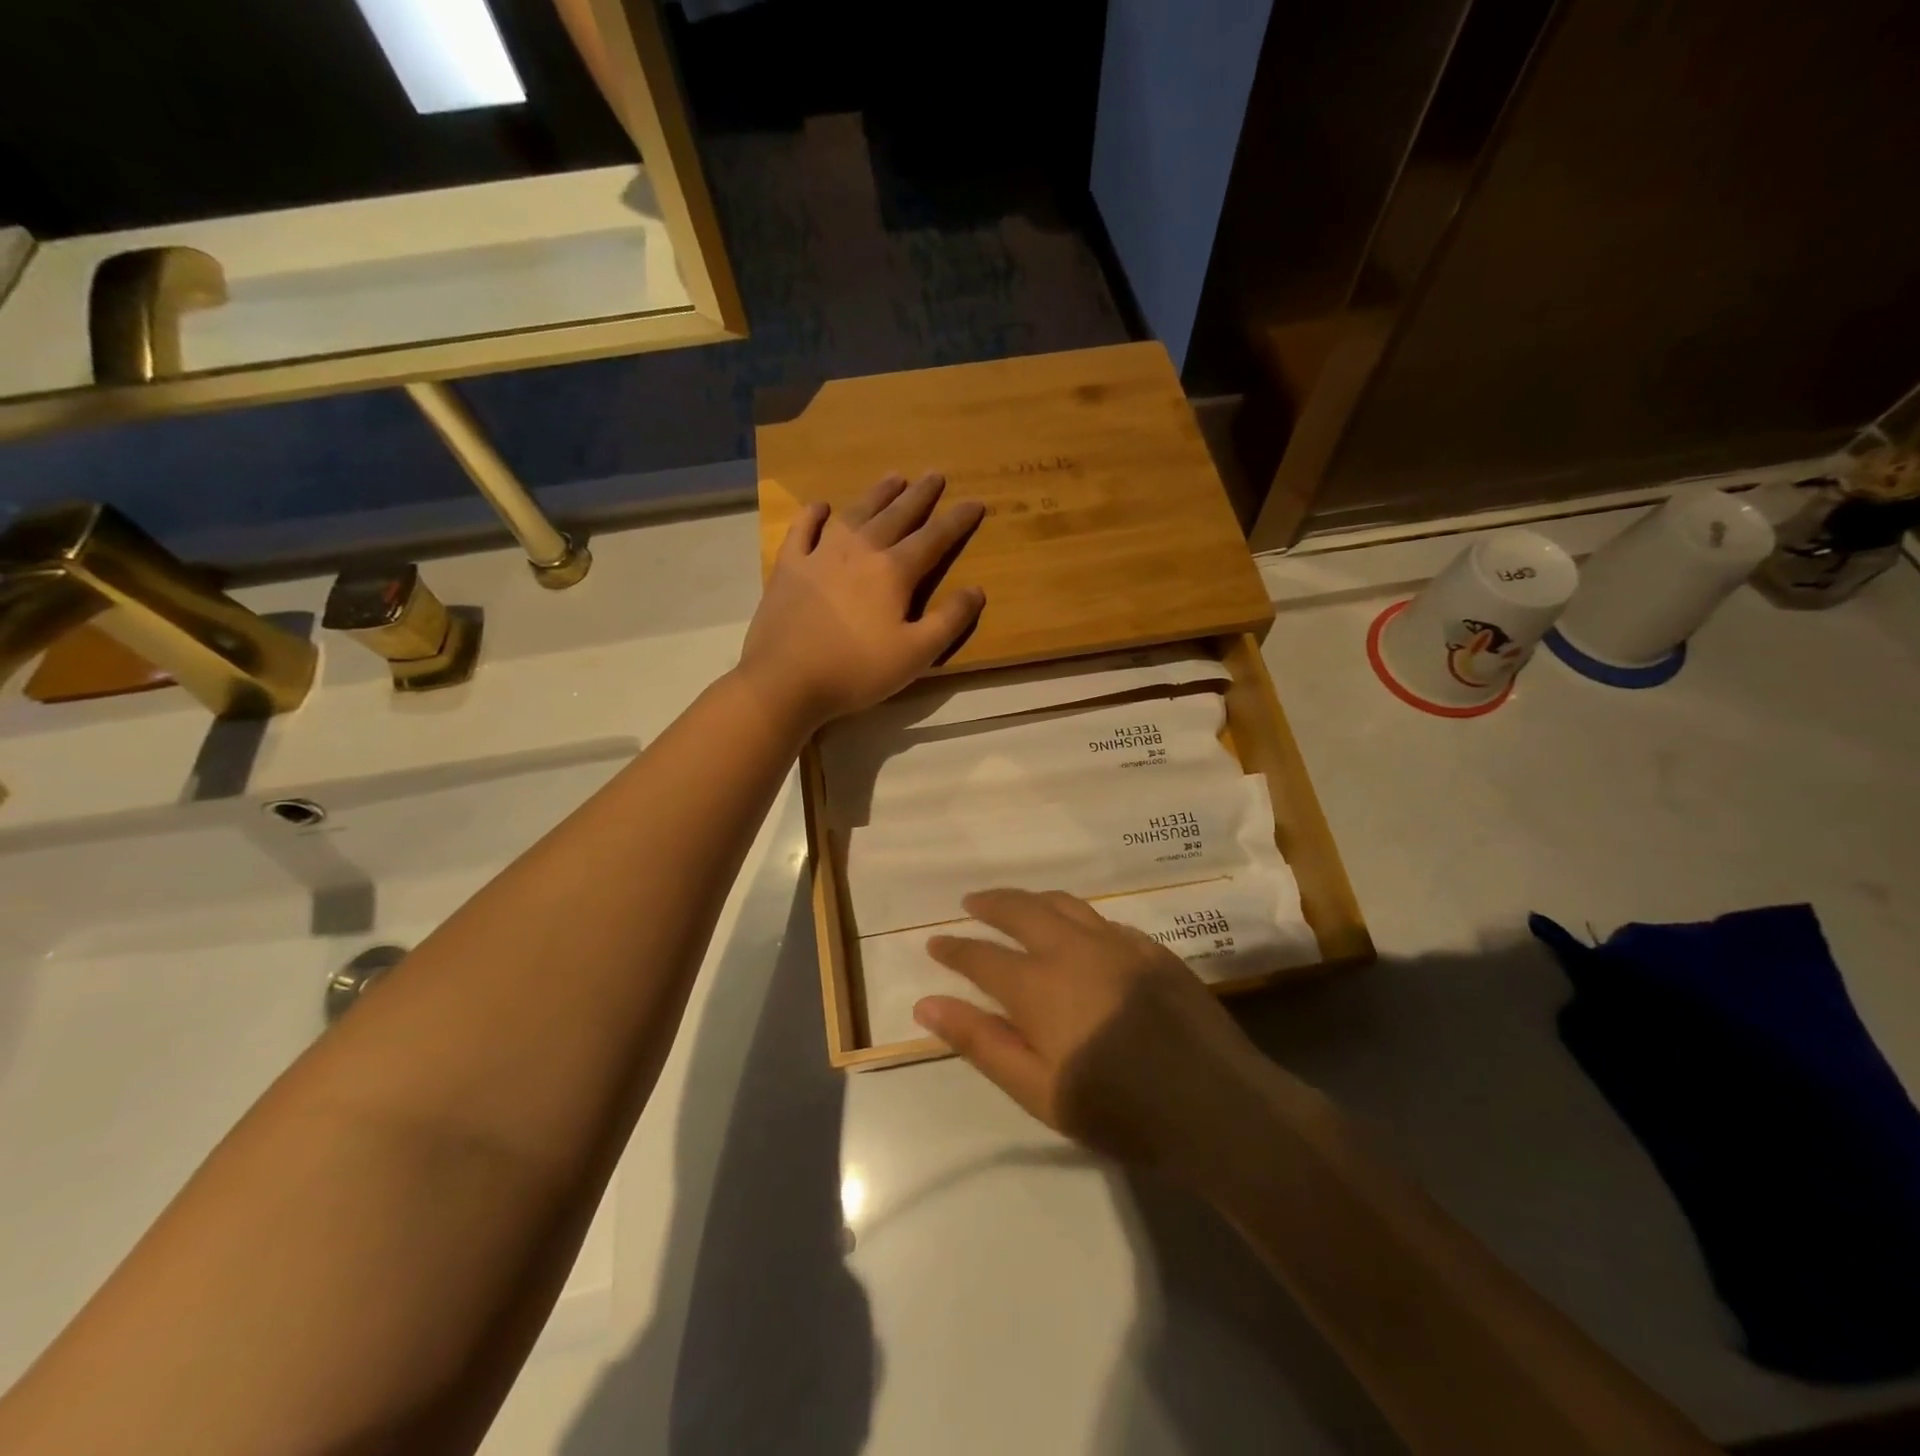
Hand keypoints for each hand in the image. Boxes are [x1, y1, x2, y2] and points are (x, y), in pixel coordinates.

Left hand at [738, 474, 985, 729]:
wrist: (786, 680)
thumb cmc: (857, 670)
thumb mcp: (916, 655)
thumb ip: (950, 621)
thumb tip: (977, 590)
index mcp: (894, 572)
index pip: (934, 538)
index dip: (957, 520)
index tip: (975, 502)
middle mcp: (860, 551)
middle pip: (896, 515)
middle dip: (919, 495)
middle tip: (934, 475)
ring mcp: (820, 554)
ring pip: (855, 513)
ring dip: (877, 494)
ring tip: (893, 478)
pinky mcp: (789, 566)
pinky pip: (802, 529)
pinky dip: (813, 514)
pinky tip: (821, 506)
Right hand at [915, 889, 1270, 1180]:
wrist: (1216, 1105)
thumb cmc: (1119, 1110)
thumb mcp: (1038, 1090)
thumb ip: (981, 1042)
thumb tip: (928, 1003)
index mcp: (1039, 986)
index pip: (982, 957)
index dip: (954, 949)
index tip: (934, 943)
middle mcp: (1074, 949)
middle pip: (1021, 910)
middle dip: (990, 904)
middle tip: (971, 903)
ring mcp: (1118, 943)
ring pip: (1064, 904)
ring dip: (1031, 900)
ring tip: (1015, 904)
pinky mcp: (1152, 949)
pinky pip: (1103, 920)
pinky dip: (1076, 917)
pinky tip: (1078, 931)